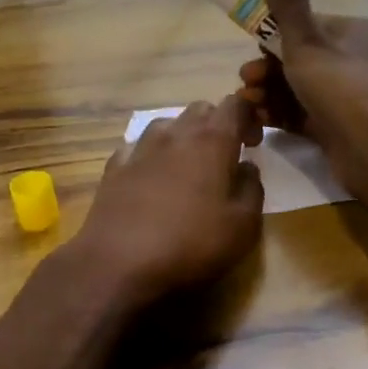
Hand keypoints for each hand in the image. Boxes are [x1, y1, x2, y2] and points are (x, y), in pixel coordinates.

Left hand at [74, 95, 264, 304]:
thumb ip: (252, 190)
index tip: (253, 143)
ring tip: (189, 165)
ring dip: (183, 136)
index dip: (249, 116)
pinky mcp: (114, 168)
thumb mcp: (243, 226)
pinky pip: (138, 147)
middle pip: (200, 110)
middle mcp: (175, 135)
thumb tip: (247, 168)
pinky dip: (151, 154)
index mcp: (212, 141)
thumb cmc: (191, 244)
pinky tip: (152, 176)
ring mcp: (140, 149)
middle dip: (217, 124)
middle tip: (226, 156)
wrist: (119, 263)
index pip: (235, 105)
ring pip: (166, 124)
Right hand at [237, 0, 367, 206]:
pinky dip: (280, 114)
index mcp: (353, 33)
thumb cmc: (342, 89)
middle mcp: (352, 61)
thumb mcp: (308, 45)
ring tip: (248, 103)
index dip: (275, 38)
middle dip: (267, 69)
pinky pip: (302, 113)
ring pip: (297, 88)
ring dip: (268, 92)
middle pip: (299, 58)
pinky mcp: (336, 126)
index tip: (253, 52)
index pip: (307, 26)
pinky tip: (259, 119)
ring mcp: (345, 96)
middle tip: (246, 83)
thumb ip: (288, 8)